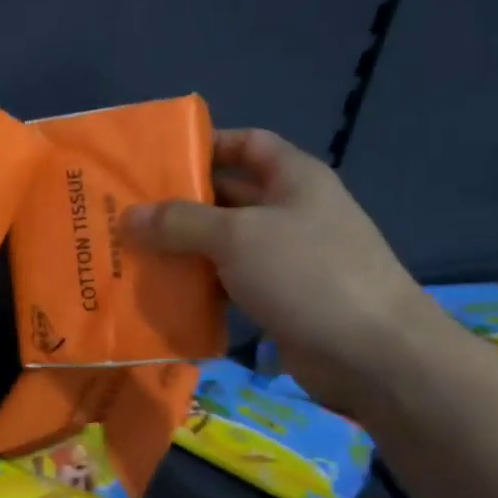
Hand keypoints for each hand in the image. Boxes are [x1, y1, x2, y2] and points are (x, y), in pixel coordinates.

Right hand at [123, 129, 427, 410]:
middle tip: (127, 214)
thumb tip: (127, 217)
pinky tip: (163, 294)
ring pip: (224, 245)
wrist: (371, 353)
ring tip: (132, 254)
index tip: (157, 160)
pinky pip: (230, 284)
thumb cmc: (307, 273)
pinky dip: (200, 287)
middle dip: (181, 204)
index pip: (247, 143)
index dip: (206, 144)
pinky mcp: (279, 300)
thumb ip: (180, 222)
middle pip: (228, 197)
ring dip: (185, 250)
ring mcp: (286, 259)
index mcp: (293, 178)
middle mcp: (291, 212)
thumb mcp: (237, 236)